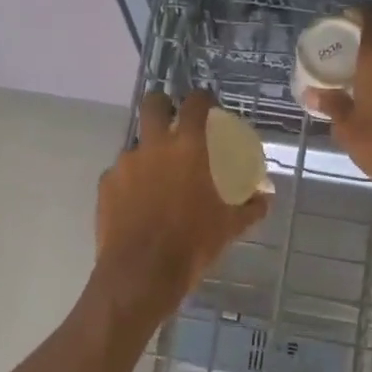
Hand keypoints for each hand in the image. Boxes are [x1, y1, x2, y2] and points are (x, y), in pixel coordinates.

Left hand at [94, 91, 270, 328]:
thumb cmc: (193, 244)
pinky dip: (130, 181)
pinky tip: (137, 203)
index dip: (202, 98)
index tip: (207, 103)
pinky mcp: (106, 184)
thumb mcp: (230, 226)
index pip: (196, 104)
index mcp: (189, 148)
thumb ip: (250, 207)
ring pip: (136, 143)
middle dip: (163, 104)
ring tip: (155, 178)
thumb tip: (265, 199)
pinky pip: (120, 173)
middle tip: (172, 120)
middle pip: (154, 103)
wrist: (142, 272)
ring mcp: (126, 163)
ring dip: (147, 152)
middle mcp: (154, 146)